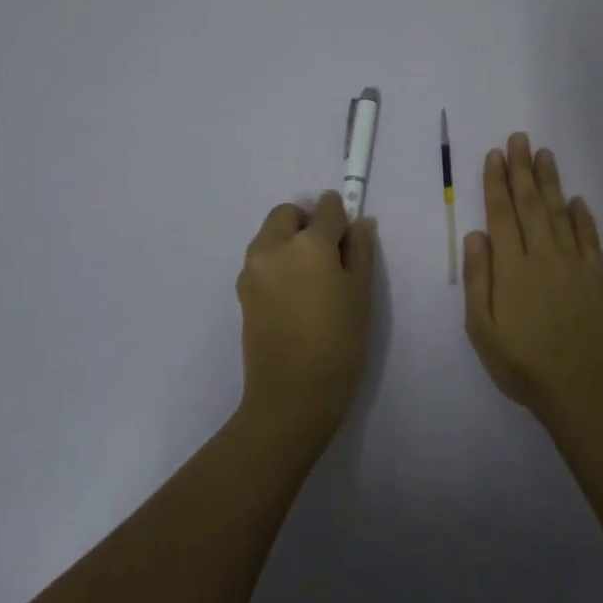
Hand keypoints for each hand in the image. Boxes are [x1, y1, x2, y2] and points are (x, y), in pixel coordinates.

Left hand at [236, 191, 377, 436]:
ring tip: (310, 281)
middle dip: (308, 223)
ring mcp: (252, 268)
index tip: (348, 238)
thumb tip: (358, 222)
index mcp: (308, 243)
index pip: (327, 207)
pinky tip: (293, 298)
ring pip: (270, 235)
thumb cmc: (338, 343)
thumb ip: (360, 250)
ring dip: (289, 241)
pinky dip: (277, 263)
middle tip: (328, 257)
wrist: (292, 395)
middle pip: (288, 214)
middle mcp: (273, 246)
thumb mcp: (361, 293)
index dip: (340, 217)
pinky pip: (261, 260)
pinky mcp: (241, 291)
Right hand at [463, 133, 602, 422]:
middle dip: (522, 169)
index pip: (502, 214)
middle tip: (519, 138)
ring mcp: (575, 264)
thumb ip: (479, 278)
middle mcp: (544, 256)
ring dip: (550, 182)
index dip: (497, 182)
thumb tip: (475, 234)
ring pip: (560, 213)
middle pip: (530, 204)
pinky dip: (582, 216)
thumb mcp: (482, 329)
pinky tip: (576, 200)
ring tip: (544, 154)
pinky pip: (590, 237)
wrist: (579, 388)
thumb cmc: (521, 362)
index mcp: (512, 267)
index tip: (495, 155)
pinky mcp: (599, 276)